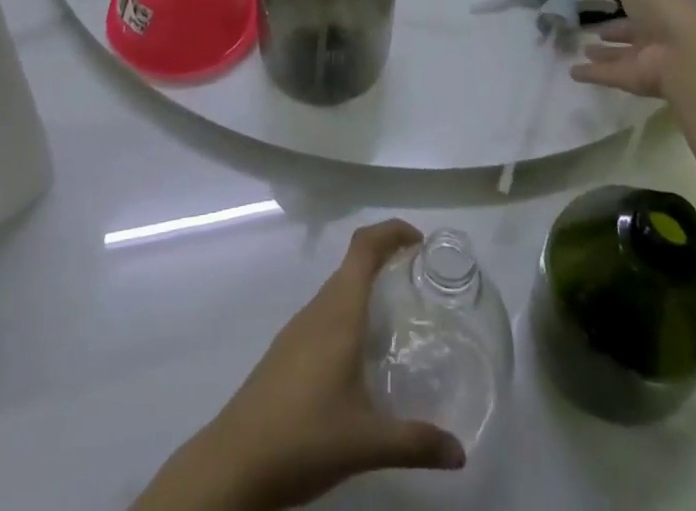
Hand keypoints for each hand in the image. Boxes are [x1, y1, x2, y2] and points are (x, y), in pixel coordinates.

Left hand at [137, 221, 464, 509]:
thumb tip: (460, 452)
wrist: (235, 463)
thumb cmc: (303, 438)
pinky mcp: (286, 351)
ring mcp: (298, 329)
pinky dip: (349, 312)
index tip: (419, 241)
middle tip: (418, 278)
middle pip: (353, 263)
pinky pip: (325, 313)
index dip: (391, 231)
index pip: (364, 247)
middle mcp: (318, 310)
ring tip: (396, 313)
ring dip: (366, 286)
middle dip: (385, 258)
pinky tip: (360, 354)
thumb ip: (415, 443)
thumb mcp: (366, 443)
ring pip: (337, 290)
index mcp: (338, 312)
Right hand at [570, 0, 695, 100]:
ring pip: (619, 54)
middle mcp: (655, 30)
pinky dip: (590, 73)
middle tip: (582, 23)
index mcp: (659, 3)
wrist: (686, 56)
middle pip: (628, 28)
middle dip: (610, 26)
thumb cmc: (662, 9)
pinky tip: (572, 71)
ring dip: (602, 52)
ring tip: (581, 47)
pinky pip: (607, 74)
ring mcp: (646, 57)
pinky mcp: (634, 80)